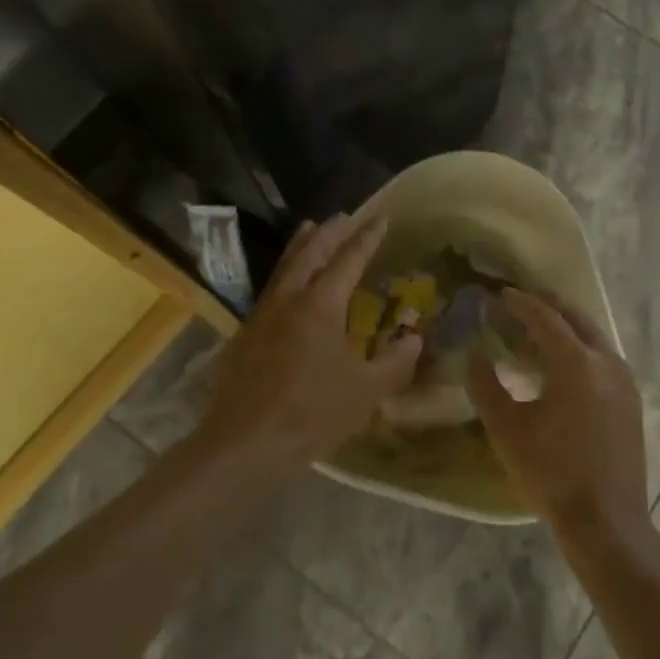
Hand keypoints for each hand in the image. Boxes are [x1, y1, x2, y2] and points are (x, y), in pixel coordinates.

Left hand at [200, 216, 422, 466]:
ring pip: (284, 268)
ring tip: (309, 228)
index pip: (348, 260)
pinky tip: (286, 287)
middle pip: (310, 253)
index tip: (380, 218)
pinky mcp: (244, 336)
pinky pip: (270, 291)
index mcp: (321, 305)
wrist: (245, 443)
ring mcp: (262, 316)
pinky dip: (284, 274)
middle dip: (329, 232)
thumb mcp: (367, 391)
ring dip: (300, 246)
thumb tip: (415, 338)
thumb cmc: (312, 413)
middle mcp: (289, 300)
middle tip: (343, 215)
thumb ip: (395, 361)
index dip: (366, 238)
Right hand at [466, 289, 647, 540]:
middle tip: (522, 300)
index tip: (500, 294)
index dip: (521, 303)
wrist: (606, 521)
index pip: (546, 318)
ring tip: (539, 328)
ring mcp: (625, 381)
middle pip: (576, 319)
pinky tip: (564, 364)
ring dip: (566, 326)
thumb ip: (485, 385)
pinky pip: (603, 358)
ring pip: (594, 337)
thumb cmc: (551, 473)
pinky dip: (581, 347)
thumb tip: (474, 353)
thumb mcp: (506, 429)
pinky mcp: (632, 400)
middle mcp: (607, 362)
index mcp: (577, 363)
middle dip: (548, 305)